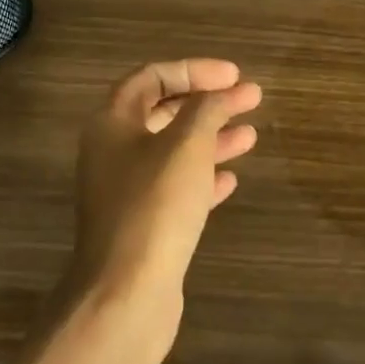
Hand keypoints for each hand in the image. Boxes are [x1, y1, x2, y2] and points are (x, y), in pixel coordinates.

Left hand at [65, 59, 262, 363]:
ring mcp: (126, 191)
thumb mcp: (187, 145)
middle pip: (163, 113)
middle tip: (250, 99)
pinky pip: (176, 189)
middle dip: (208, 104)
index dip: (194, 70)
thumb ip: (207, 109)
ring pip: (173, 152)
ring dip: (212, 139)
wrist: (126, 293)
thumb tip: (224, 92)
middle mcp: (113, 152)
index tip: (234, 76)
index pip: (152, 77)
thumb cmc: (155, 206)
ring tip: (251, 135)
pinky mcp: (142, 224)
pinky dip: (204, 177)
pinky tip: (231, 179)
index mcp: (112, 124)